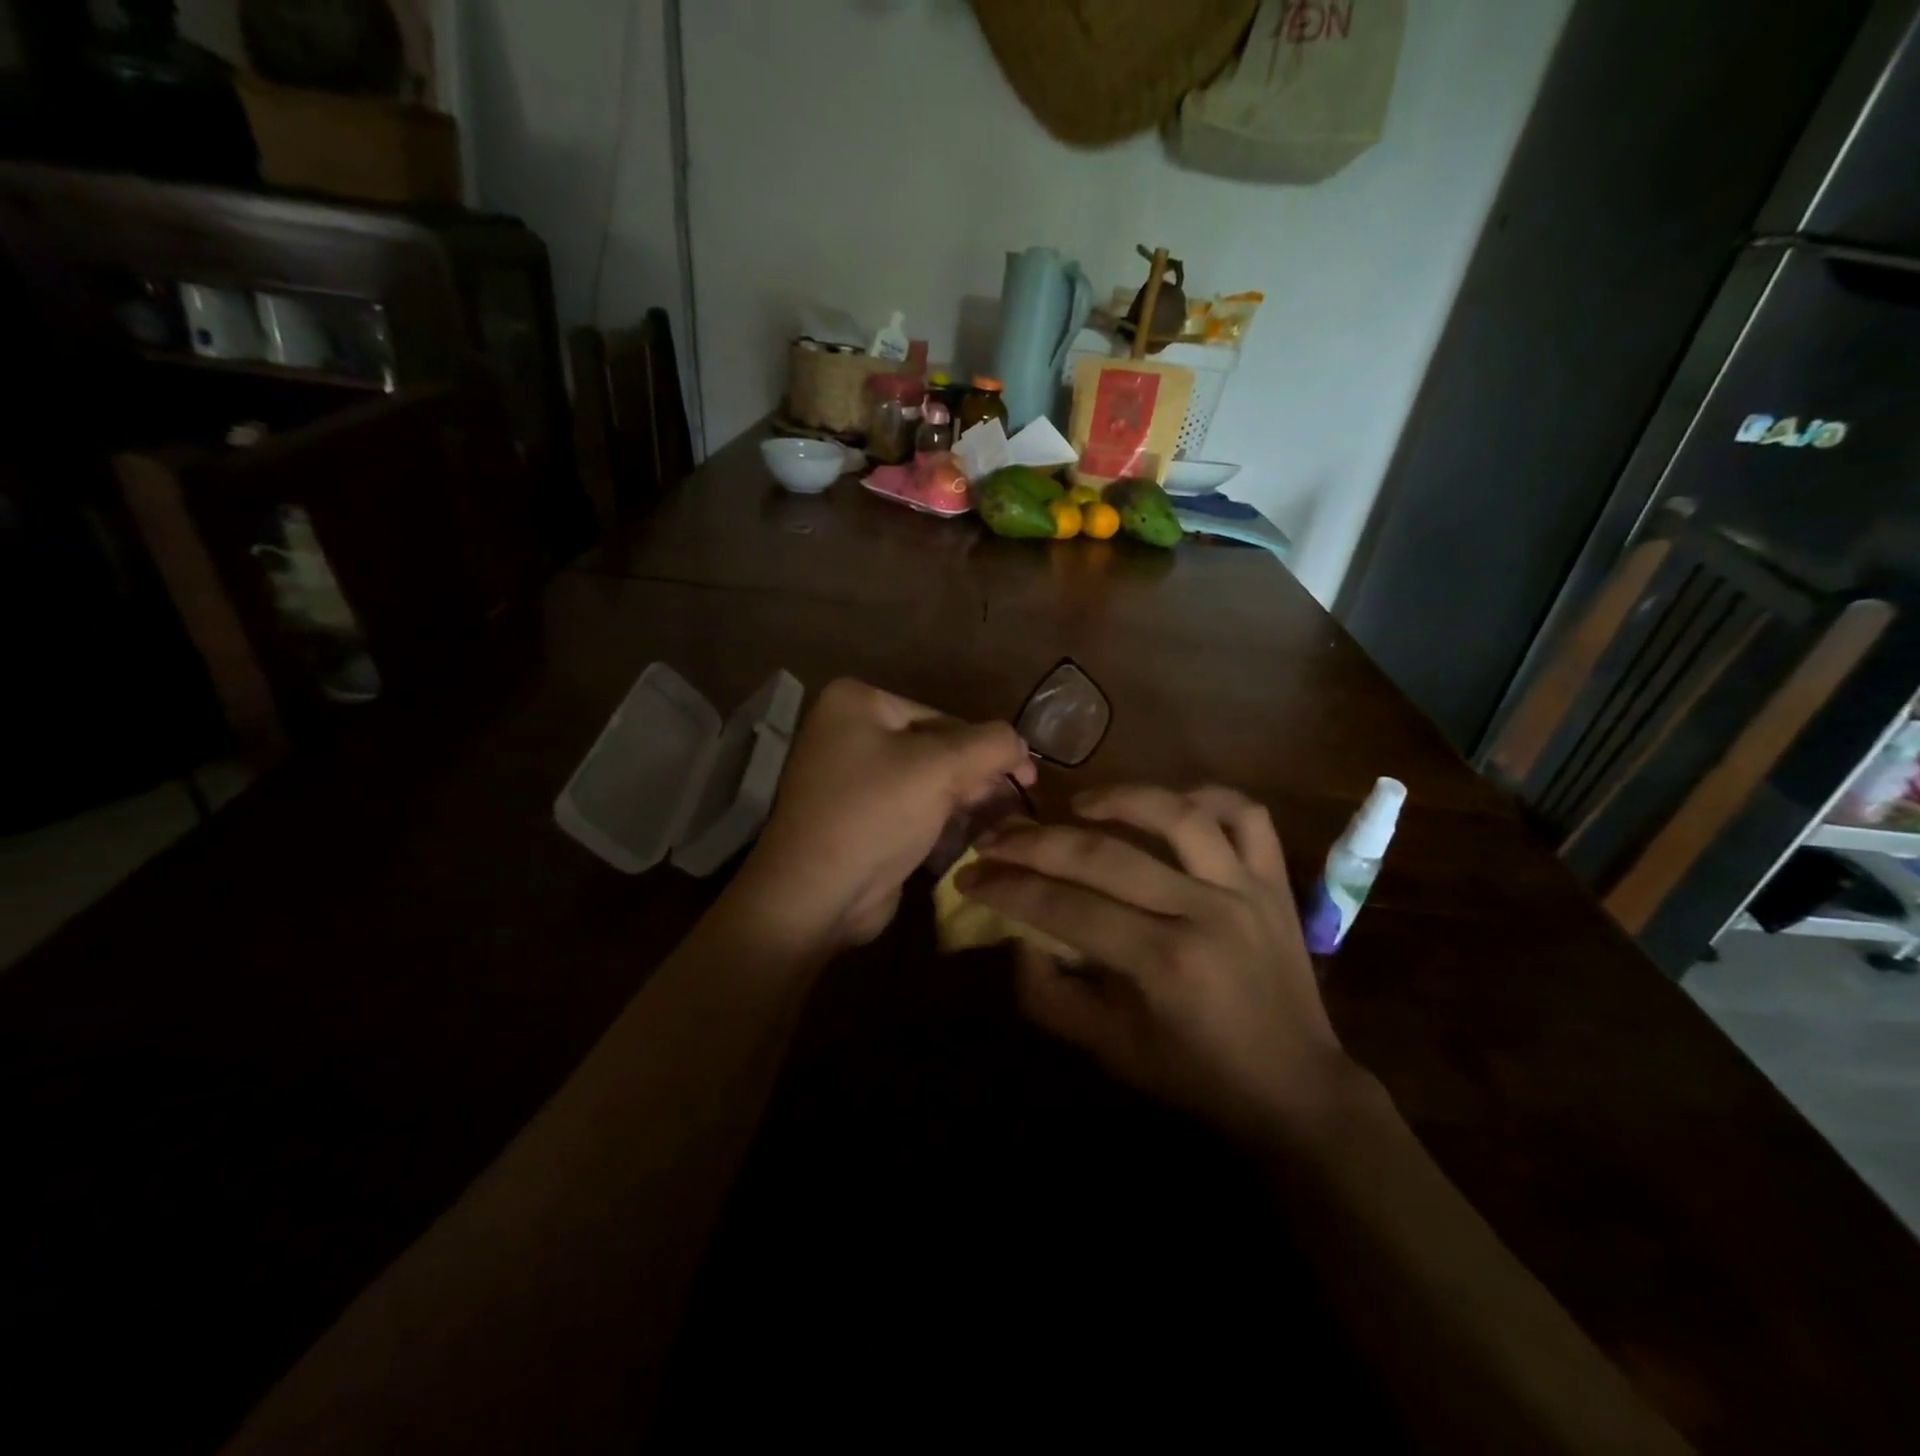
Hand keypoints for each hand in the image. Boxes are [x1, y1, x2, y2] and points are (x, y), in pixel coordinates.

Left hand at [735, 678, 1034, 954]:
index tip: (1026, 778)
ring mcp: (849, 775)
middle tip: (1016, 801)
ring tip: (1000, 818)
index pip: (943, 716)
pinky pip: (909, 804)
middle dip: (976, 773)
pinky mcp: (857, 814)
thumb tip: (1021, 743)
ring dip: (964, 795)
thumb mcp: (941, 768)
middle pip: (935, 745)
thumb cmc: (875, 815)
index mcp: (856, 702)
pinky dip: (939, 814)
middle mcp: (848, 730)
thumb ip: (991, 744)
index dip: (988, 746)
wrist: (816, 895)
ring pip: (925, 777)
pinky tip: (970, 831)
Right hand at [958, 785, 1368, 1146]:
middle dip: (1035, 843)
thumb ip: (1051, 996)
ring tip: (1077, 804)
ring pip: (1177, 815)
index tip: (969, 876)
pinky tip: (1170, 803)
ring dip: (1119, 798)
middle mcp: (1205, 913)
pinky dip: (1208, 796)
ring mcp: (1245, 890)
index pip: (1065, 908)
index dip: (1008, 889)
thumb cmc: (1195, 1075)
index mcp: (1163, 964)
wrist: (1296, 1089)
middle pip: (1105, 856)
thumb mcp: (1109, 1050)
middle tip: (995, 837)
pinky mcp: (1275, 882)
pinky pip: (1246, 815)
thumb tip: (1018, 938)